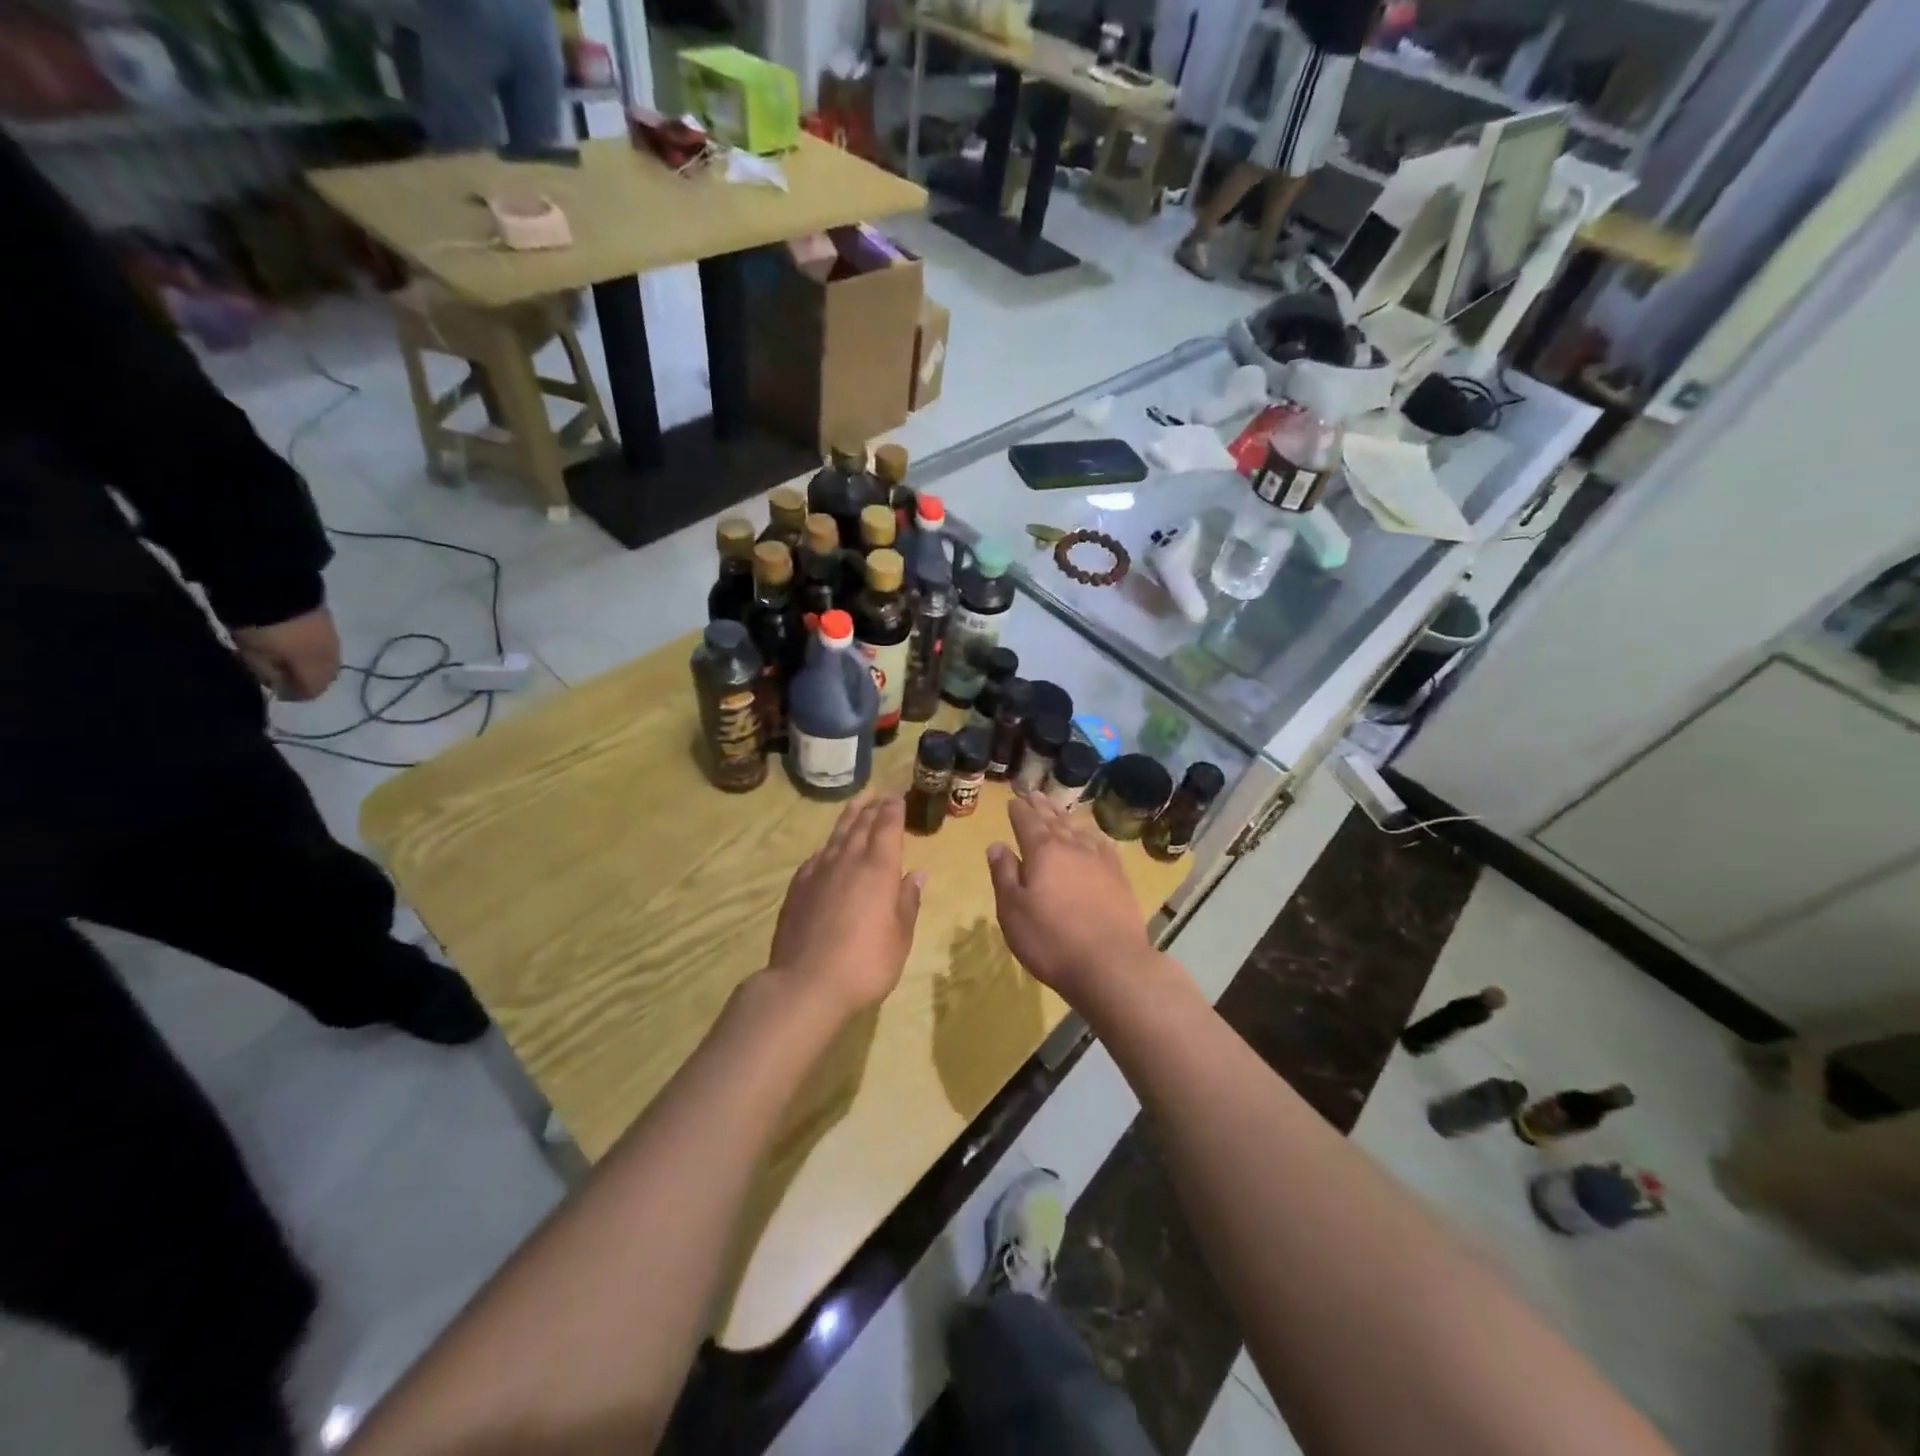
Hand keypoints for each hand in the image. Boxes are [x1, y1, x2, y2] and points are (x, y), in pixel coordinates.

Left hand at [233, 607, 341, 701]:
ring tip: (284, 656)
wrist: (276, 587)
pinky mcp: (328, 622)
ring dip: (308, 662)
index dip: (291, 694)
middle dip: (303, 678)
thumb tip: (277, 684)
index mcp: (318, 669)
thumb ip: (269, 674)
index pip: (311, 692)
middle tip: (279, 674)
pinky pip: (322, 644)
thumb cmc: (263, 630)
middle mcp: (333, 657)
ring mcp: (334, 638)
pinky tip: (292, 641)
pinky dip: (310, 647)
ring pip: (325, 659)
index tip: (272, 690)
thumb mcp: (256, 656)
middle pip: (323, 677)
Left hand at [767, 796, 923, 1016]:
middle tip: (880, 795)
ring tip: (857, 805)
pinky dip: (828, 846)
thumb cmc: (865, 963)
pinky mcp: (798, 887)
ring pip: (837, 835)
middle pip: (861, 825)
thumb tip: (916, 874)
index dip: (893, 810)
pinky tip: (828, 850)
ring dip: (849, 817)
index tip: (897, 797)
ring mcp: (819, 872)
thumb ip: (908, 901)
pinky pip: (817, 856)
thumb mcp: (900, 937)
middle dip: (873, 808)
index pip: (887, 827)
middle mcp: (848, 861)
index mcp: (879, 868)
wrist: (806, 984)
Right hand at [987, 793, 1155, 1002]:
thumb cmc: (1051, 940)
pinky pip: (1103, 845)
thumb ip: (1004, 874)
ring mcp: (1100, 860)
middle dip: (1041, 807)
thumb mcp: (1012, 911)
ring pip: (1078, 829)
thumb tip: (996, 845)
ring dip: (1065, 817)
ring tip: (1057, 809)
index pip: (1027, 822)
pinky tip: (1093, 836)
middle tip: (1034, 794)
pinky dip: (1093, 835)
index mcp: (1042, 851)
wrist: (1111, 964)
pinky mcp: (1119, 877)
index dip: (1018, 810)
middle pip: (1054, 820)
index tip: (1013, 801)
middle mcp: (1072, 847)